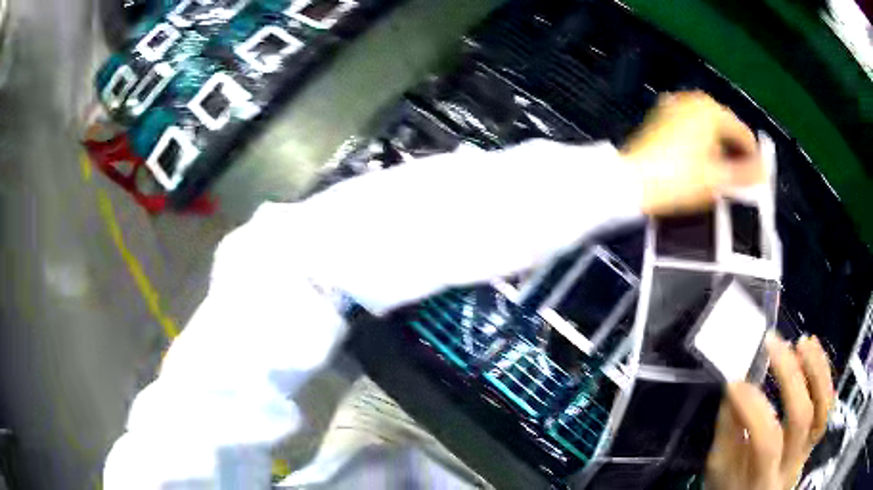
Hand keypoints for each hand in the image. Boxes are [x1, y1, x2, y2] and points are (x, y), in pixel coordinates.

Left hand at [622, 91, 764, 215]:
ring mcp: (675, 106)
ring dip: (719, 148)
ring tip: (720, 175)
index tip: (755, 180)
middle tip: (738, 179)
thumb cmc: (679, 179)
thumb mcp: (718, 179)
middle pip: (725, 127)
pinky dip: (701, 143)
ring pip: (708, 128)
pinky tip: (699, 163)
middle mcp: (693, 100)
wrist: (631, 181)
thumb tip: (765, 170)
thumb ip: (746, 173)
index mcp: (710, 109)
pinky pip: (692, 128)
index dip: (753, 158)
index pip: (743, 133)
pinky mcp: (662, 117)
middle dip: (735, 152)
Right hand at [705, 334, 834, 489]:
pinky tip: (814, 351)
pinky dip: (824, 374)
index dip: (753, 408)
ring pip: (822, 406)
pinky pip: (827, 404)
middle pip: (801, 417)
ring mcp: (808, 449)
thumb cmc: (732, 488)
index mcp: (762, 480)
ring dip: (816, 369)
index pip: (766, 442)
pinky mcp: (815, 435)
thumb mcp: (719, 470)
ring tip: (801, 342)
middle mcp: (791, 465)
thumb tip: (735, 385)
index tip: (734, 382)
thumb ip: (728, 432)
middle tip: (772, 344)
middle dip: (789, 374)